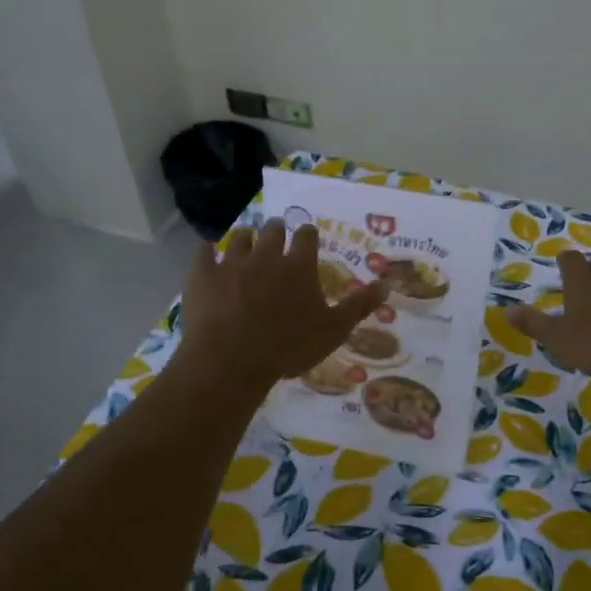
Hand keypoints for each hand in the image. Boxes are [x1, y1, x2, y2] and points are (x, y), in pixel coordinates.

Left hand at [176, 219, 389, 392]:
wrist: (232, 361)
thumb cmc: (289, 347)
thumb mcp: (334, 330)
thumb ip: (359, 305)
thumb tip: (388, 284)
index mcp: (299, 265)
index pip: (306, 235)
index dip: (307, 235)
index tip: (307, 238)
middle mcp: (266, 255)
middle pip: (273, 229)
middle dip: (276, 230)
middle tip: (277, 236)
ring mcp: (231, 263)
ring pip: (239, 237)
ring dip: (246, 237)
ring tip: (247, 242)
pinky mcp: (202, 274)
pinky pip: (203, 252)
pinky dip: (207, 250)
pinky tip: (208, 253)